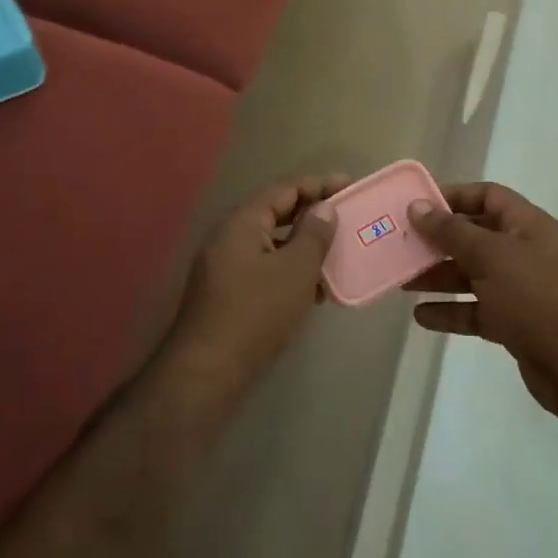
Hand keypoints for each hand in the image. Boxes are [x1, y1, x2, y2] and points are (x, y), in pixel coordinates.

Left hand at [167, 173, 348, 403]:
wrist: (207, 373)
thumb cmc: (256, 313)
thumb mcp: (295, 270)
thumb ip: (313, 234)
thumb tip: (324, 207)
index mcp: (243, 222)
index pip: (285, 189)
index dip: (318, 185)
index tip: (349, 185)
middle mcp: (230, 237)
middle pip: (276, 214)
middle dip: (312, 215)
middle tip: (347, 217)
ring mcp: (225, 266)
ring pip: (272, 244)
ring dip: (304, 246)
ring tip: (338, 255)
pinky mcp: (227, 294)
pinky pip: (265, 268)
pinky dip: (290, 270)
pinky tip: (314, 290)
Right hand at [405, 183, 557, 418]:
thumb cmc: (535, 296)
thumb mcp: (490, 256)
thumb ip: (451, 231)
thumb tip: (417, 206)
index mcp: (526, 225)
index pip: (487, 196)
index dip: (453, 196)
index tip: (418, 206)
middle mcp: (523, 251)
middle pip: (474, 236)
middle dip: (438, 241)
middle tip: (402, 245)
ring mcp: (519, 289)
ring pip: (472, 275)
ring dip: (439, 277)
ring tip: (402, 282)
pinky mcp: (514, 323)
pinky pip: (475, 310)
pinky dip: (451, 311)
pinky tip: (421, 316)